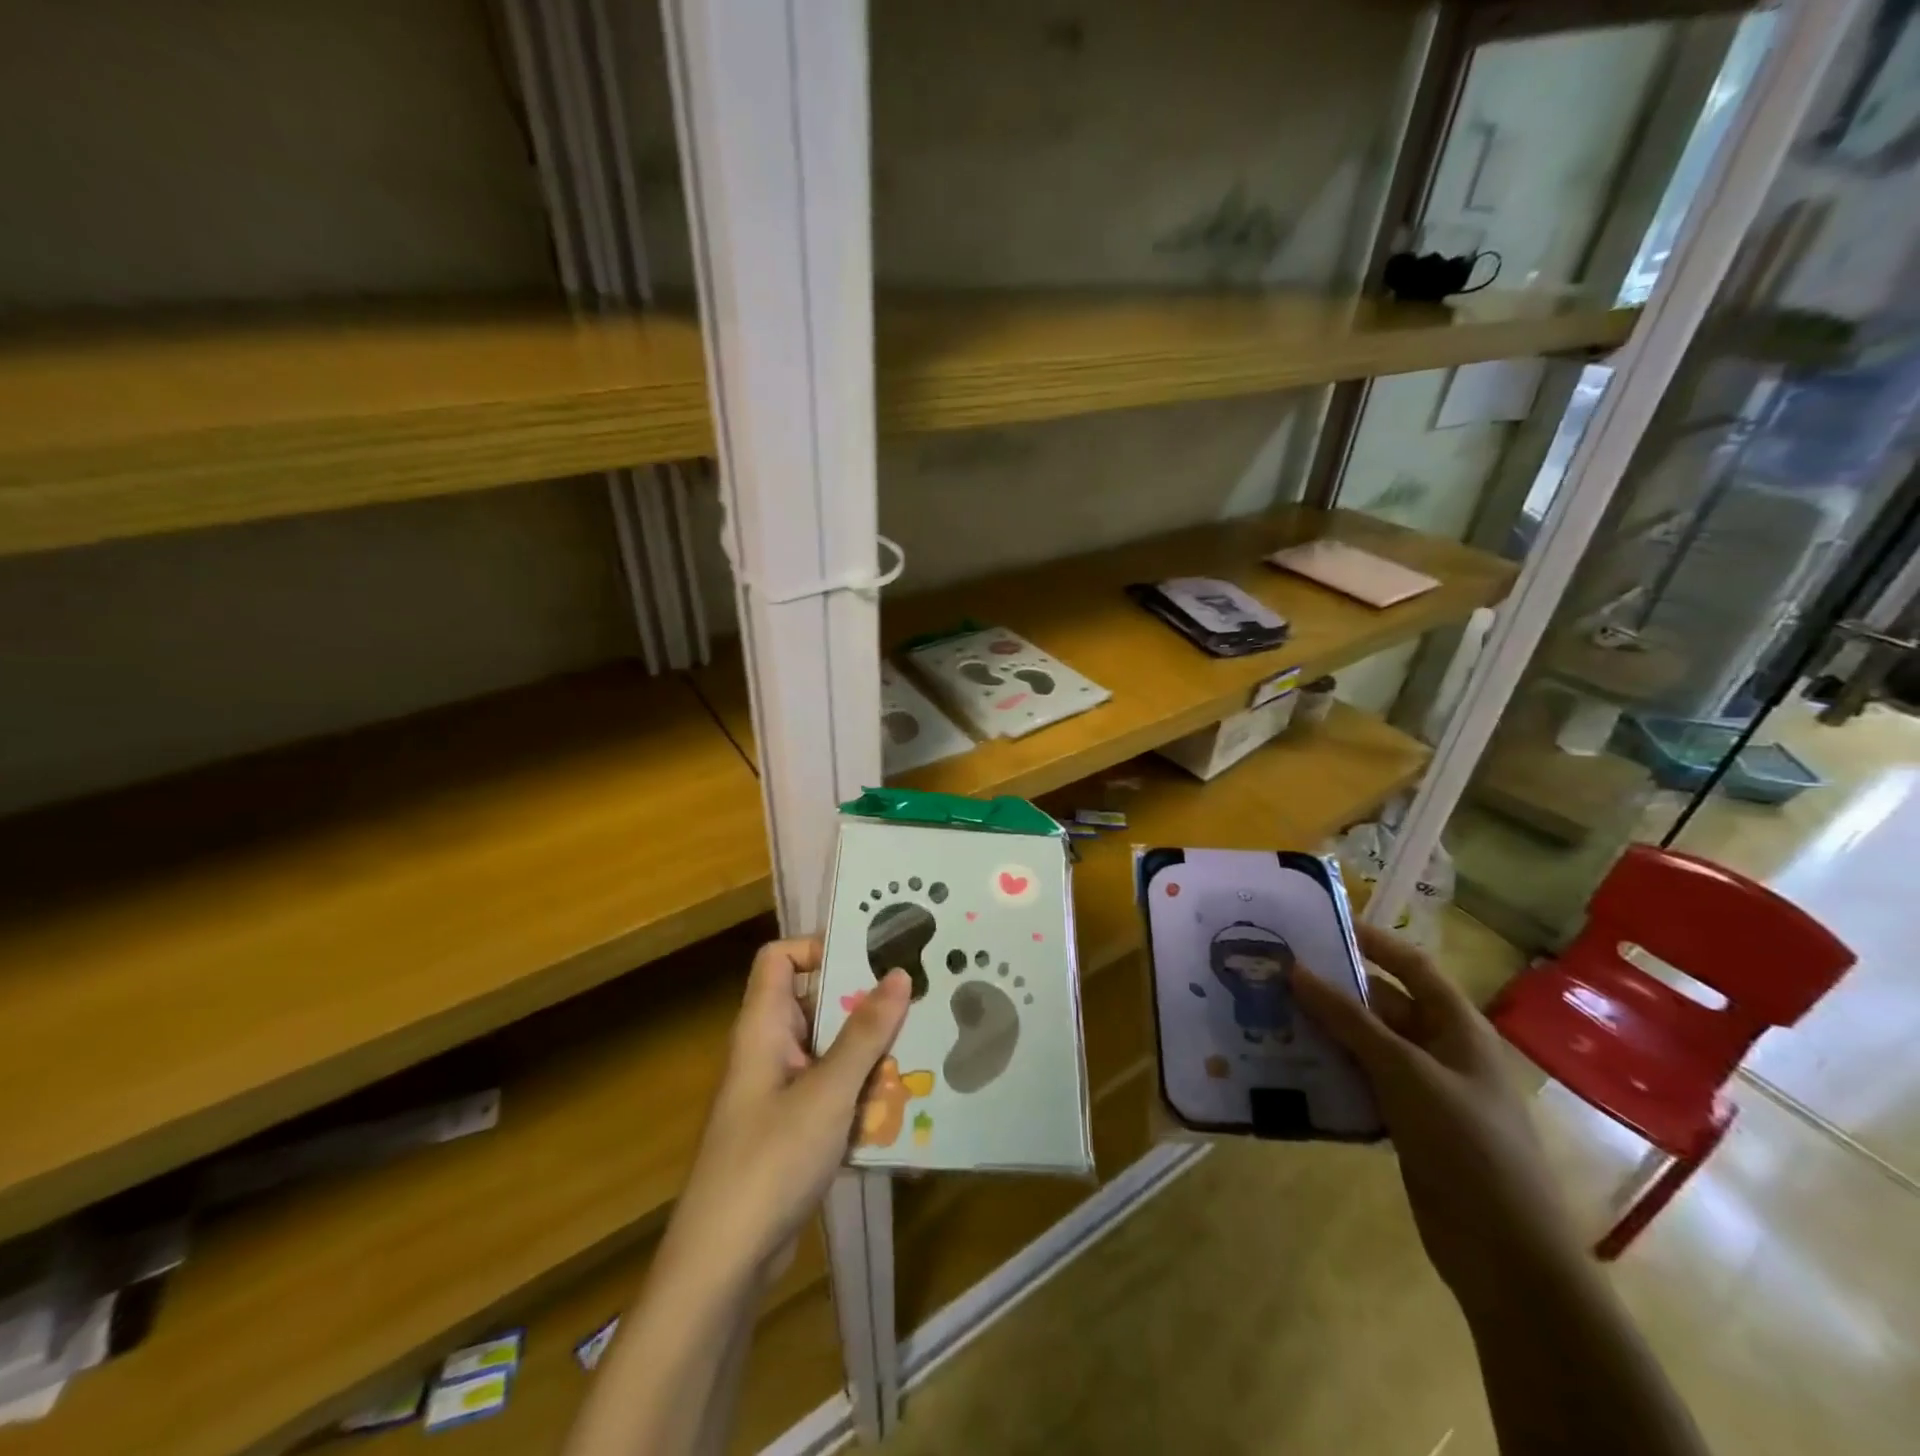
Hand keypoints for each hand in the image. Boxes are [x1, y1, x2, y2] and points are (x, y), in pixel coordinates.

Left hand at [667, 938, 910, 1286]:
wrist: (724, 1263)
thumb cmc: (770, 1162)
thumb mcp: (827, 1092)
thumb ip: (864, 1033)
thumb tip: (897, 974)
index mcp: (763, 1026)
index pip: (779, 958)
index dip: (818, 948)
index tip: (869, 960)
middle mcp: (770, 1049)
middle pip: (816, 1003)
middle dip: (865, 1003)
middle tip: (917, 998)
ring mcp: (781, 1090)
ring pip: (831, 1049)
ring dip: (871, 1051)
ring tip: (924, 1046)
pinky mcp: (794, 1127)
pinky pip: (834, 1090)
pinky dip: (863, 1091)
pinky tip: (905, 1104)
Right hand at [1291, 925, 1581, 1306]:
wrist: (1505, 1254)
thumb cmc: (1465, 1144)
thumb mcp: (1403, 1071)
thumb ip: (1348, 1019)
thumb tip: (1295, 969)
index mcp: (1457, 1026)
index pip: (1411, 965)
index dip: (1371, 941)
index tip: (1317, 925)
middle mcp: (1441, 1049)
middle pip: (1382, 1003)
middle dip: (1332, 988)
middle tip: (1276, 973)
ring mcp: (1424, 1088)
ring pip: (1366, 1043)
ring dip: (1324, 1030)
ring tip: (1270, 1012)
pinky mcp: (1406, 1123)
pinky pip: (1361, 1081)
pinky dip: (1330, 1069)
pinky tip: (1289, 1064)